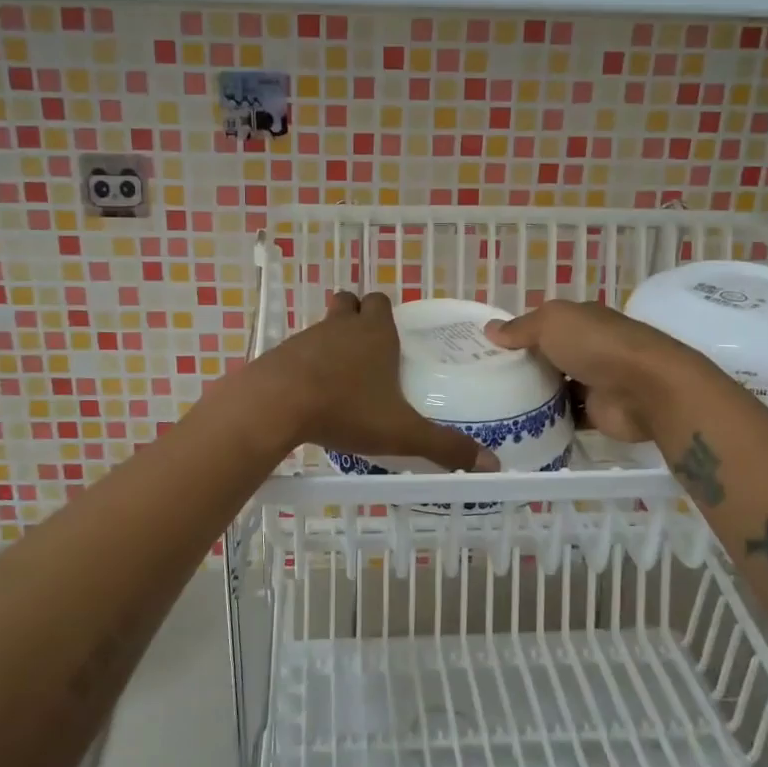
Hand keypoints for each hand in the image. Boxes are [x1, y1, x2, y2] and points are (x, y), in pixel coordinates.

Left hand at [247, 292, 497, 470]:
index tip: (392, 337)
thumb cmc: (346, 409)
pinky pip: (298, 350)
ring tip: (341, 376)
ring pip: (323, 326)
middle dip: (358, 316)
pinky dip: (306, 363)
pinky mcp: (280, 355)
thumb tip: (491, 464)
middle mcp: (341, 327)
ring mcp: (306, 337)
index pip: (381, 302)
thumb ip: (444, 447)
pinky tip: (310, 392)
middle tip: (368, 349)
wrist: (276, 406)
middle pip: (349, 303)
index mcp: (375, 334)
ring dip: (332, 340)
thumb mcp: (402, 432)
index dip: (386, 314)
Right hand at [486, 300, 702, 441]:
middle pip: (549, 357)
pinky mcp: (598, 412)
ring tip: (496, 406)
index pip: (544, 325)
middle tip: (485, 382)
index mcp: (581, 320)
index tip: (487, 350)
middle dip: (523, 367)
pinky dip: (550, 420)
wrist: (647, 389)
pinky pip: (568, 416)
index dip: (518, 335)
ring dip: (535, 395)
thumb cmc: (597, 345)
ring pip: (557, 387)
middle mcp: (590, 348)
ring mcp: (595, 381)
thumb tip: (490, 330)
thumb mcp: (552, 323)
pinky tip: (522, 426)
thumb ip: (521, 328)